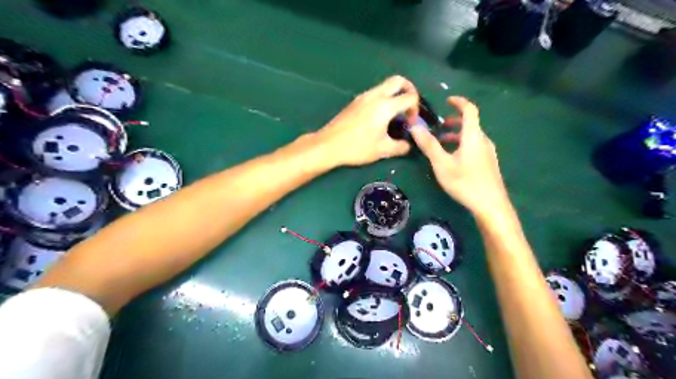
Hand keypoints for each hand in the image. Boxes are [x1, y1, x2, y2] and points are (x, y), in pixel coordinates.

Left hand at [316, 75, 420, 166]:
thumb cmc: (356, 148)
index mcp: (385, 106)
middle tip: (409, 107)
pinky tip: (381, 117)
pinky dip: (384, 98)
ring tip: (395, 114)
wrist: (328, 145)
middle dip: (409, 90)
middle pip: (398, 80)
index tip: (410, 123)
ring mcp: (363, 96)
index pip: (410, 97)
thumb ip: (400, 147)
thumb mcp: (382, 151)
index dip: (415, 109)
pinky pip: (375, 92)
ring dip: (395, 94)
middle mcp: (375, 96)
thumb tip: (408, 145)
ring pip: (385, 85)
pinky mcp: (356, 101)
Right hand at [409, 96, 510, 216]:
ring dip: (456, 135)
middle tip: (438, 127)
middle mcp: (483, 140)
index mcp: (473, 136)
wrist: (491, 205)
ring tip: (441, 144)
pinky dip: (462, 145)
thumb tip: (415, 127)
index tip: (447, 100)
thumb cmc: (465, 182)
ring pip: (471, 137)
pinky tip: (453, 159)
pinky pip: (474, 147)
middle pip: (470, 124)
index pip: (469, 110)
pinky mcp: (489, 163)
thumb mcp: (442, 164)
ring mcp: (488, 152)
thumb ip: (429, 145)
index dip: (459, 102)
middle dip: (453, 122)